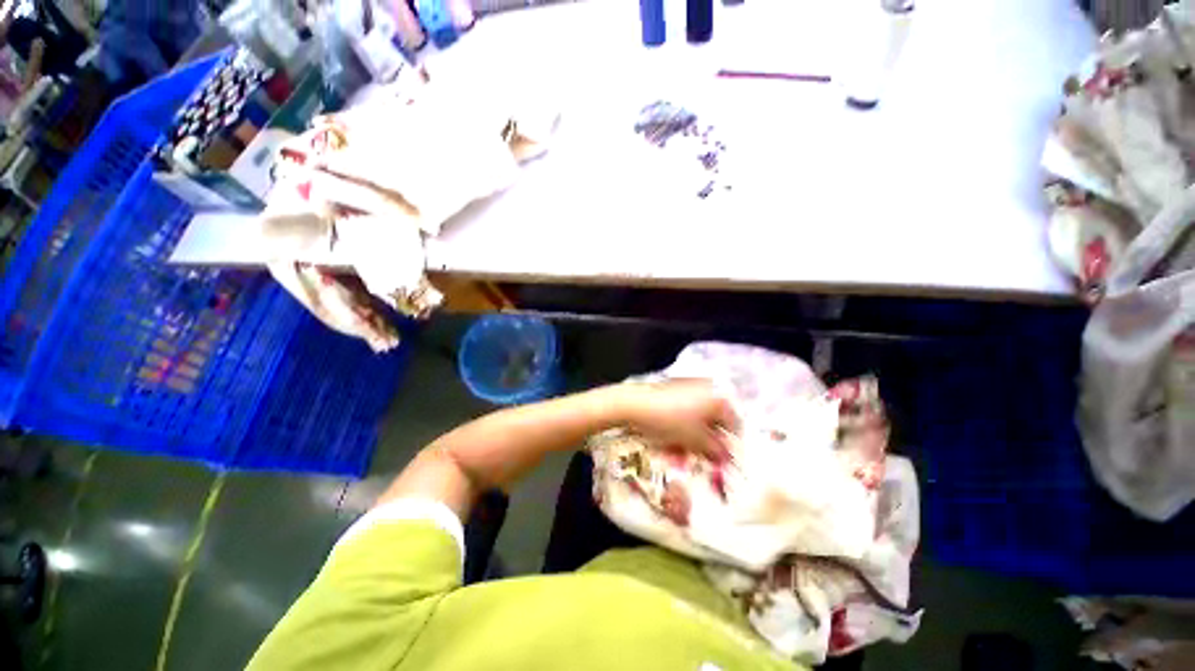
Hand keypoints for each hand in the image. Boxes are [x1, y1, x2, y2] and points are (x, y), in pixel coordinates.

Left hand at [618, 379, 740, 459]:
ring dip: (690, 441)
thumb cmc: (671, 420)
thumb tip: (725, 457)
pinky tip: (669, 444)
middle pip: (712, 422)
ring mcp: (688, 388)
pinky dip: (679, 429)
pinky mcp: (672, 391)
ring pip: (695, 420)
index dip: (727, 445)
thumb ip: (715, 450)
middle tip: (698, 460)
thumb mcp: (696, 440)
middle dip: (704, 444)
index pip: (733, 424)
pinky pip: (682, 414)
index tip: (721, 461)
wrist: (636, 404)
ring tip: (679, 456)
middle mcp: (706, 389)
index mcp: (717, 397)